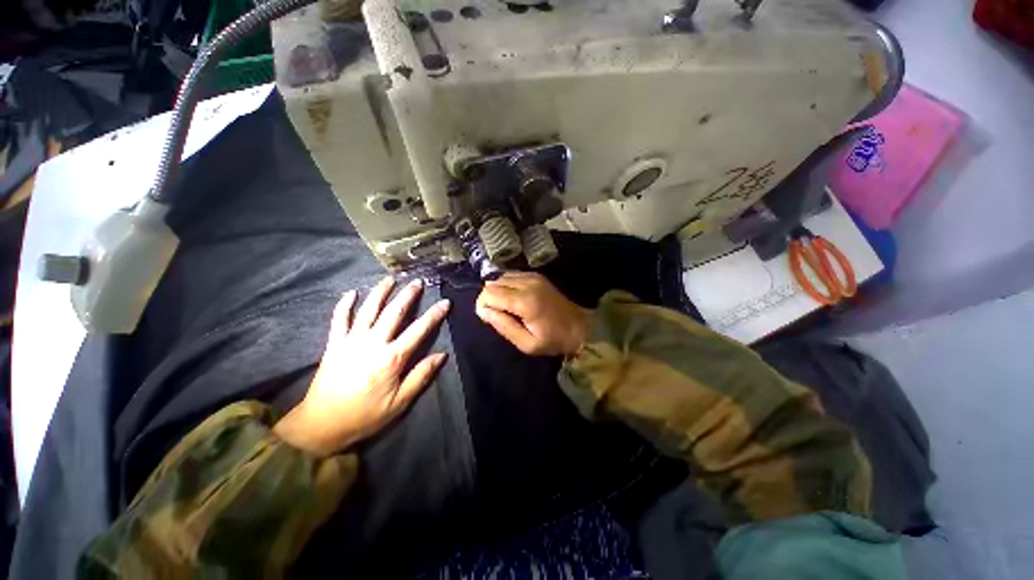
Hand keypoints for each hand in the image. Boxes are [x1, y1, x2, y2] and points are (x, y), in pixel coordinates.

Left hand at [274, 277, 449, 455]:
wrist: (322, 424)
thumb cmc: (366, 414)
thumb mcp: (400, 402)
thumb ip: (421, 376)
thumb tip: (442, 355)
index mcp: (392, 358)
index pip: (419, 330)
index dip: (434, 315)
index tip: (445, 302)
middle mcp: (373, 343)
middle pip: (394, 312)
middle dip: (408, 295)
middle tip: (417, 282)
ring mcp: (351, 341)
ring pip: (368, 310)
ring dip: (380, 292)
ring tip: (390, 279)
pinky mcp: (334, 344)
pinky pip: (338, 319)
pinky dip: (344, 304)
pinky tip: (350, 293)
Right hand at [475, 272, 590, 355]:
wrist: (580, 327)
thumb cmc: (553, 340)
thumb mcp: (527, 344)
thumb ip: (503, 326)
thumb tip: (483, 311)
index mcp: (524, 301)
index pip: (489, 293)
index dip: (483, 305)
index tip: (490, 318)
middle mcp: (527, 283)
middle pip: (492, 283)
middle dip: (489, 299)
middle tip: (499, 315)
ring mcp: (533, 276)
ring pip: (500, 277)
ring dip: (498, 291)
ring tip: (507, 307)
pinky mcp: (536, 275)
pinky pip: (511, 275)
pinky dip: (507, 285)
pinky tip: (514, 298)